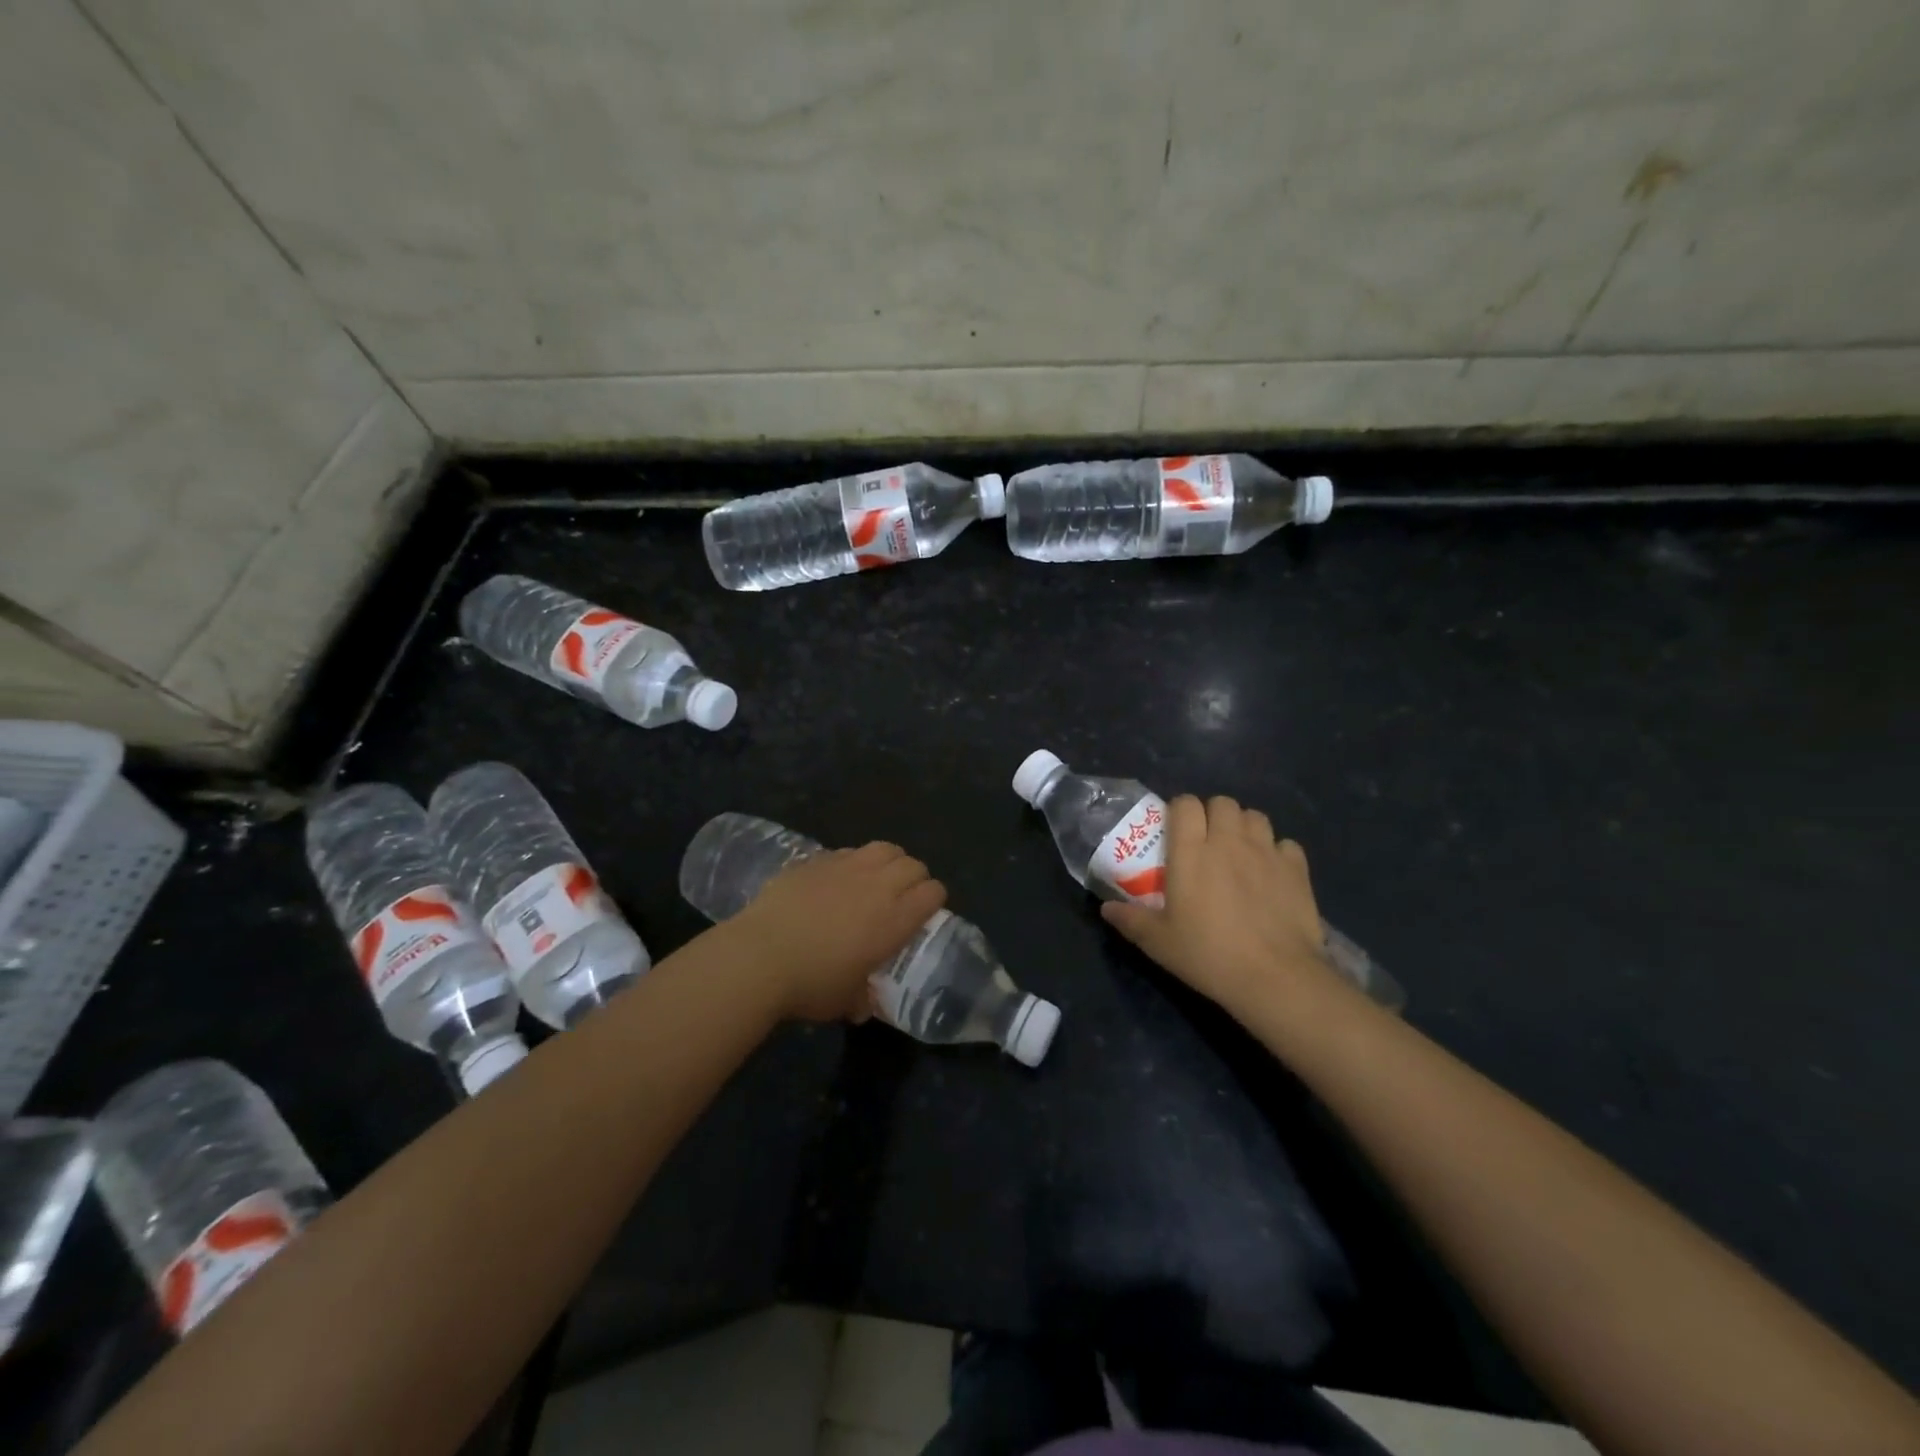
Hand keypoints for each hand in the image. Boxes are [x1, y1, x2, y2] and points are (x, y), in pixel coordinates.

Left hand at [726, 842, 946, 1021]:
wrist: (760, 957)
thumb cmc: (811, 985)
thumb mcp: (846, 1002)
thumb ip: (862, 997)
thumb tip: (863, 1004)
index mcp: (895, 919)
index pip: (933, 892)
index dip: (933, 900)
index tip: (923, 915)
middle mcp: (878, 886)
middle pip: (913, 865)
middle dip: (914, 878)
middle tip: (901, 898)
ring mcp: (846, 867)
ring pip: (884, 848)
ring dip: (888, 862)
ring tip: (875, 880)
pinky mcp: (816, 860)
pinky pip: (847, 852)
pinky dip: (852, 862)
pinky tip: (837, 880)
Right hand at [1100, 795, 1339, 1017]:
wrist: (1274, 977)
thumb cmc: (1208, 954)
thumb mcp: (1158, 942)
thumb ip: (1130, 920)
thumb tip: (1106, 909)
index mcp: (1191, 850)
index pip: (1185, 803)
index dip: (1180, 811)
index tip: (1176, 831)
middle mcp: (1229, 840)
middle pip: (1222, 802)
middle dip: (1213, 815)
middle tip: (1207, 842)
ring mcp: (1266, 852)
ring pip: (1255, 817)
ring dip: (1244, 827)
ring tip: (1239, 852)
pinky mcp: (1297, 869)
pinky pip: (1286, 845)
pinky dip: (1277, 853)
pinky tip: (1272, 874)